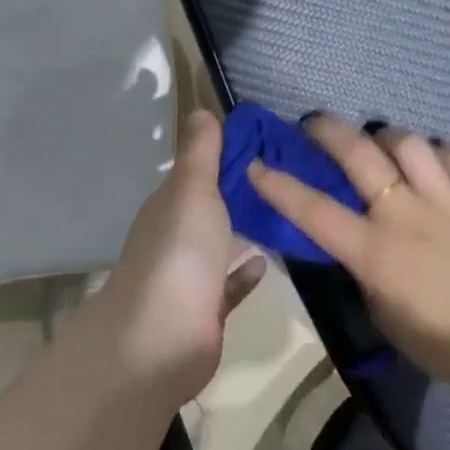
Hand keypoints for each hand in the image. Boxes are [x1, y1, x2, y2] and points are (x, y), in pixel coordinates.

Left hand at [91, 110, 265, 405]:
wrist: (162, 339)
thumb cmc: (179, 253)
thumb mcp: (192, 190)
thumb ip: (200, 153)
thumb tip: (199, 109)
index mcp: (169, 206)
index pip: (197, 171)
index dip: (225, 153)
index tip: (265, 139)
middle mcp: (176, 238)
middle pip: (209, 207)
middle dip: (238, 192)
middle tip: (287, 173)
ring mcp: (189, 277)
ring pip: (220, 246)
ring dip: (244, 231)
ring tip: (285, 213)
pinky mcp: (206, 312)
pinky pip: (229, 285)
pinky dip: (245, 273)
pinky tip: (269, 261)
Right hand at [247, 116, 449, 387]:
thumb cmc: (437, 340)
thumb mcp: (380, 310)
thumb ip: (363, 266)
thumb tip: (357, 234)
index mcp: (374, 251)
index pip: (314, 210)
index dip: (280, 186)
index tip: (258, 164)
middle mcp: (405, 214)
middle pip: (359, 153)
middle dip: (328, 130)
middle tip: (316, 124)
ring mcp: (447, 200)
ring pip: (409, 142)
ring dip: (388, 137)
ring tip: (385, 144)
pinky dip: (440, 153)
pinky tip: (436, 162)